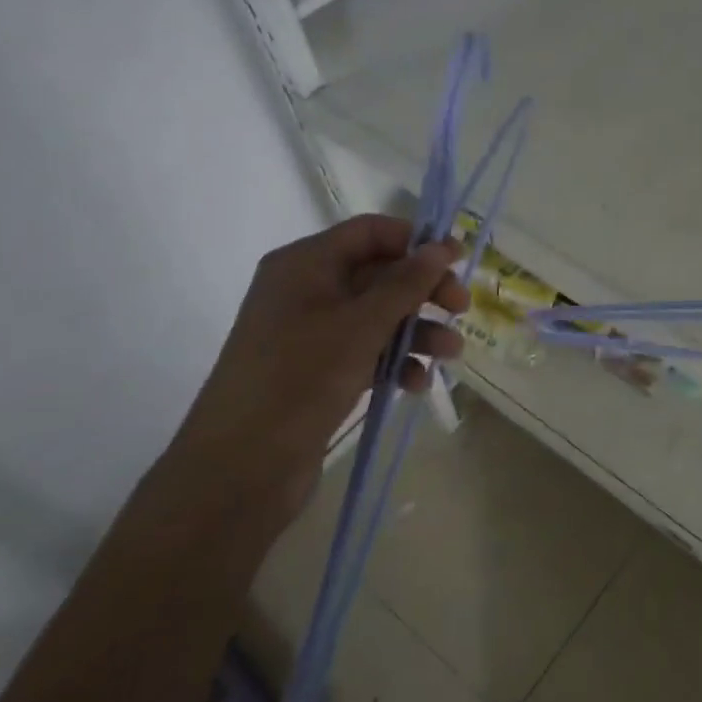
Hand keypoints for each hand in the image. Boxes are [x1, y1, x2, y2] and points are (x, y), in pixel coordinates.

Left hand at [159, 215, 469, 522]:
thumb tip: (440, 247)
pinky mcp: (320, 371)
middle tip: (461, 309)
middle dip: (423, 291)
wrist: (240, 469)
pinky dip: (396, 362)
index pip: (370, 232)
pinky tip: (417, 384)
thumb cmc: (299, 379)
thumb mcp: (360, 326)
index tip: (458, 260)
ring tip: (451, 354)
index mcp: (305, 264)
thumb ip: (405, 284)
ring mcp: (313, 333)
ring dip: (418, 331)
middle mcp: (308, 290)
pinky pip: (368, 352)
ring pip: (379, 317)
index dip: (416, 241)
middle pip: (380, 274)